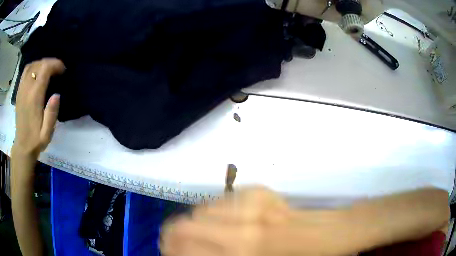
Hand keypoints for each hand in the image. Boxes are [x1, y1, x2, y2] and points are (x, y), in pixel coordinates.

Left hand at [13, 58, 64, 157]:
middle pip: (38, 64)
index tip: (62, 70)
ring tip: (47, 69)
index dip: (55, 64)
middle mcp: (26, 89)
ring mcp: (21, 90)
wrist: (22, 147)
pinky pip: (25, 72)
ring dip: (40, 63)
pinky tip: (37, 73)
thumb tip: (57, 94)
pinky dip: (32, 67)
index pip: (45, 69)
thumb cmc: (35, 140)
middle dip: (50, 62)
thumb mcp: (47, 133)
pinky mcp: (18, 92)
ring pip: (31, 66)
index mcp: (34, 97)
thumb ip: (52, 114)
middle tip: (57, 69)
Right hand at [160, 187, 346, 255]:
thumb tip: (188, 253)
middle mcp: (241, 223)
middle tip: (178, 244)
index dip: (170, 249)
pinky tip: (225, 222)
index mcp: (241, 250)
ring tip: (206, 235)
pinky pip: (220, 201)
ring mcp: (251, 201)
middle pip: (184, 224)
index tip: (169, 252)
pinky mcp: (258, 190)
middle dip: (175, 236)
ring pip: (200, 210)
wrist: (325, 234)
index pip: (183, 245)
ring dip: (196, 225)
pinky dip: (214, 213)